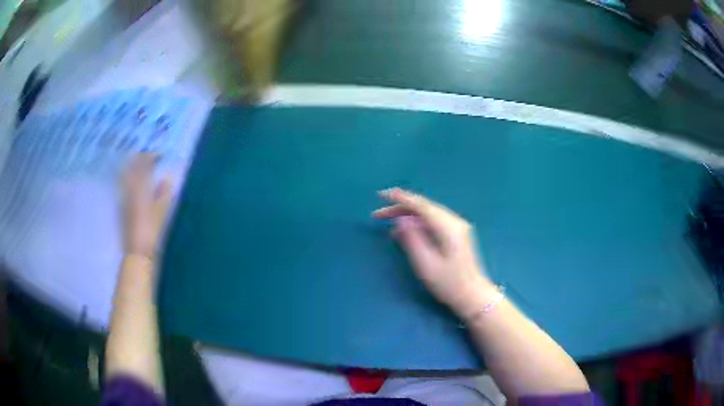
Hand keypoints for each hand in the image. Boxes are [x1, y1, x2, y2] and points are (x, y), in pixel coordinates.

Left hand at [121, 154, 172, 258]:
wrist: (137, 253)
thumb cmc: (150, 232)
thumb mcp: (160, 212)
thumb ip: (163, 194)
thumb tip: (168, 179)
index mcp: (138, 189)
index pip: (142, 165)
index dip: (151, 157)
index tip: (160, 155)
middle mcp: (128, 191)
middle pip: (130, 169)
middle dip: (139, 161)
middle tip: (149, 160)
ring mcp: (123, 200)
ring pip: (126, 178)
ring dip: (134, 171)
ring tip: (143, 171)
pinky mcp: (122, 210)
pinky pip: (125, 189)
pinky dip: (131, 183)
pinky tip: (137, 188)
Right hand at [374, 188, 496, 317]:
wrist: (473, 295)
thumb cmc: (449, 283)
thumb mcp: (426, 264)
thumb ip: (412, 240)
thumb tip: (400, 220)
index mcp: (447, 227)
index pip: (420, 205)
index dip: (399, 198)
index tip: (380, 195)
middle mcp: (454, 221)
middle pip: (423, 207)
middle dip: (399, 207)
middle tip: (377, 215)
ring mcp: (456, 227)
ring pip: (427, 213)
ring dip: (406, 214)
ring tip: (386, 221)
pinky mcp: (455, 234)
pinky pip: (432, 221)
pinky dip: (416, 222)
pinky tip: (404, 230)